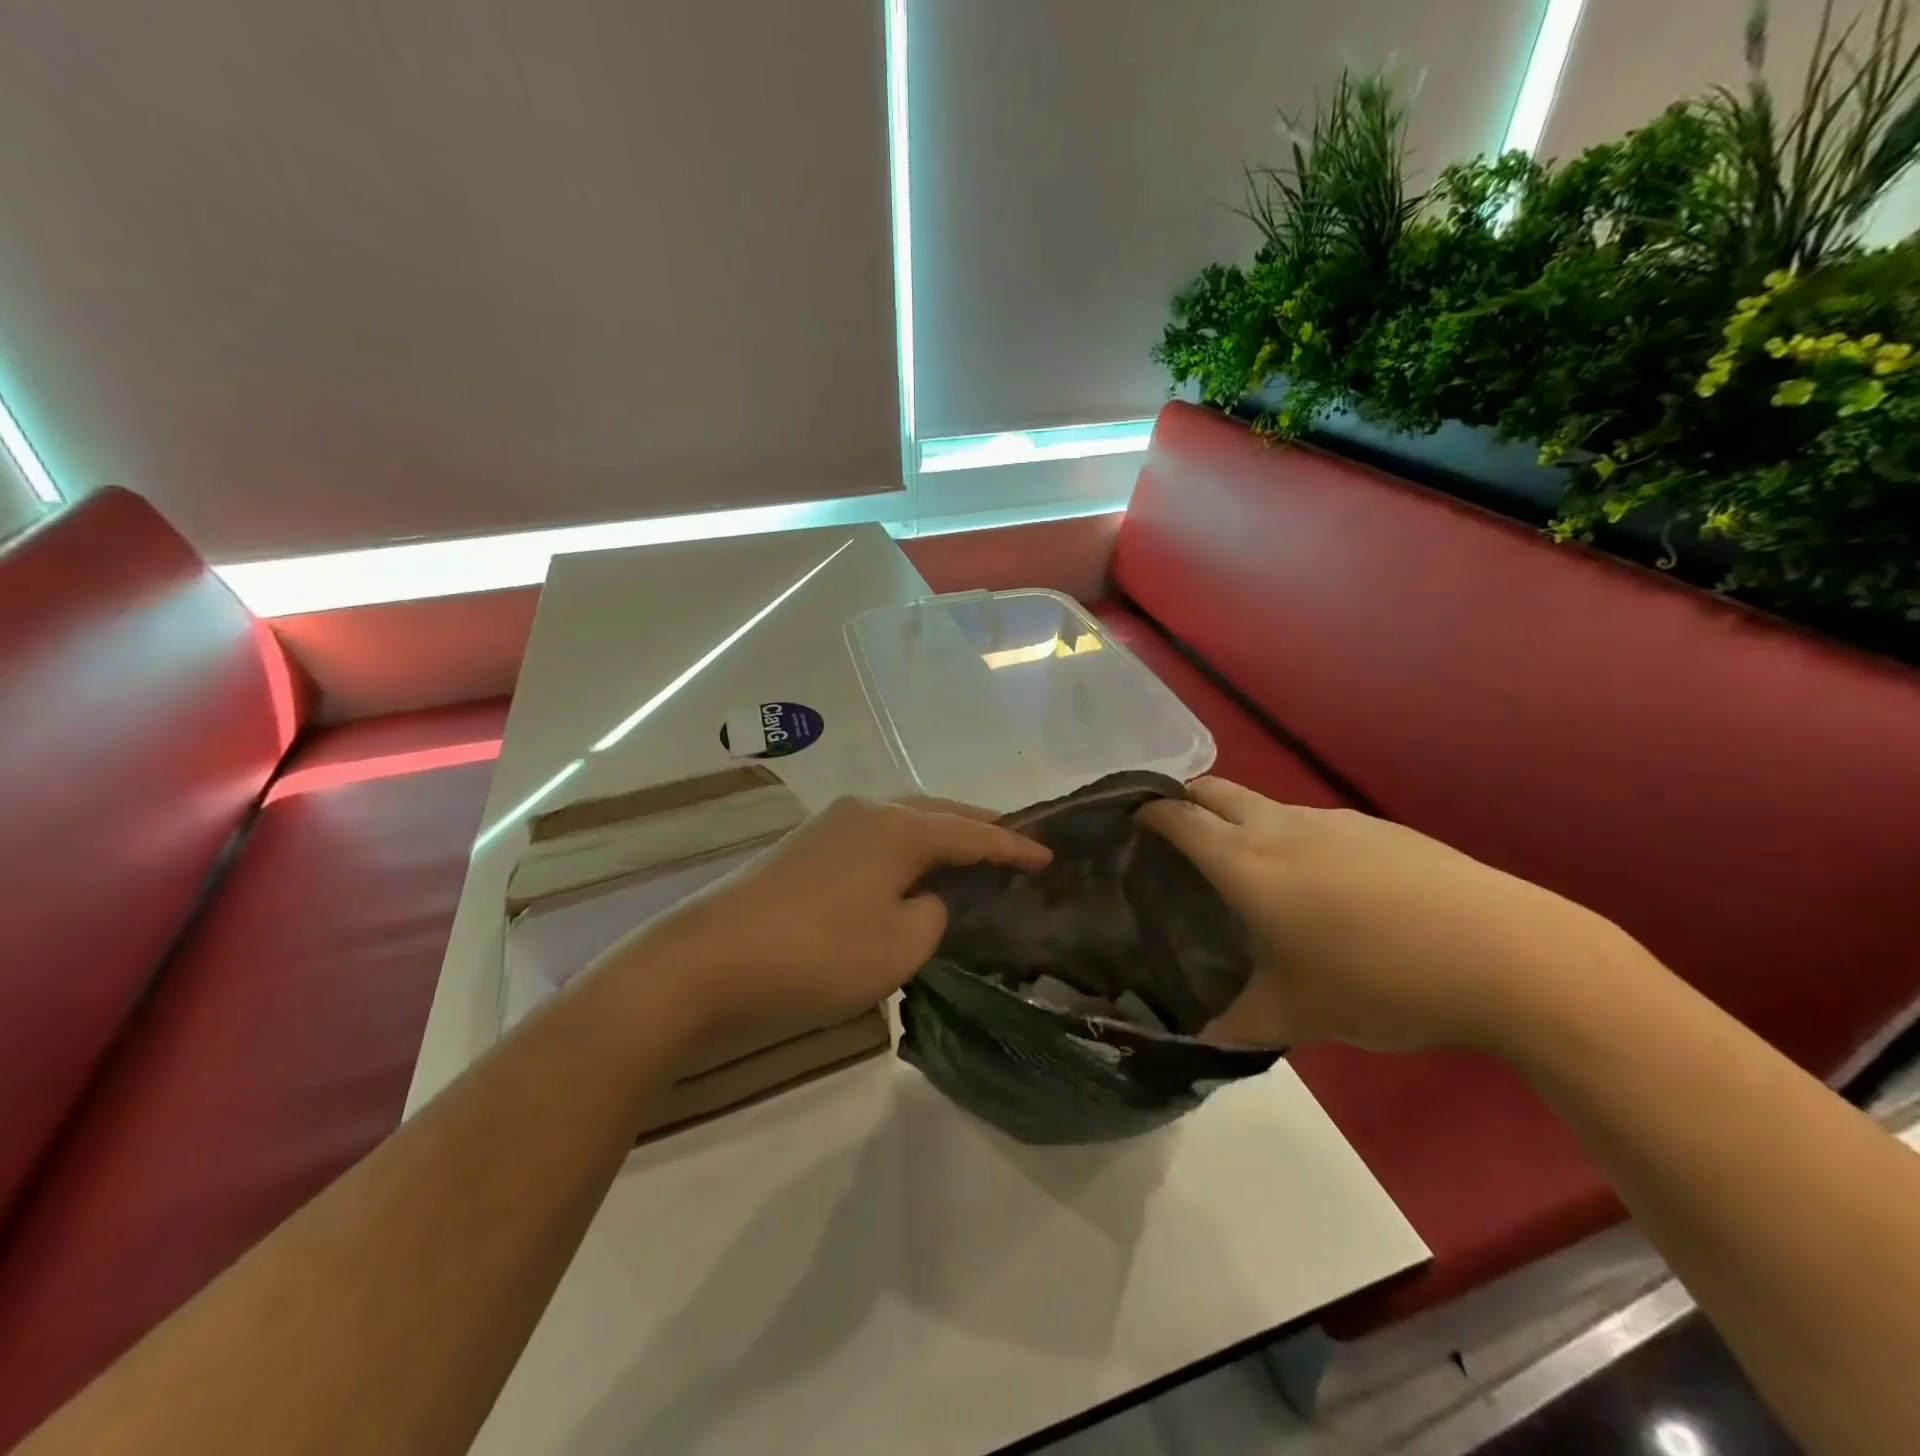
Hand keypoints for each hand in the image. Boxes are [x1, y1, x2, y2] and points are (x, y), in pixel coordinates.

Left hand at [602, 796, 1049, 1040]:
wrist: (705, 962)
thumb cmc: (816, 954)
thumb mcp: (899, 946)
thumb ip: (933, 915)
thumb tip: (924, 897)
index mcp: (898, 827)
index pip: (973, 832)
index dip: (1014, 846)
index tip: (1049, 856)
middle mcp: (867, 810)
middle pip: (938, 813)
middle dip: (978, 828)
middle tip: (1014, 844)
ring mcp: (829, 824)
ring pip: (903, 822)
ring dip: (938, 837)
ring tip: (967, 854)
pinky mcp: (803, 848)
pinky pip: (874, 838)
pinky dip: (904, 850)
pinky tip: (906, 871)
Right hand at [1137, 779, 1640, 1054]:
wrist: (1508, 955)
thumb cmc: (1381, 981)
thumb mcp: (1299, 1014)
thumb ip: (1238, 1023)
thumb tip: (1198, 1043)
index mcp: (1247, 863)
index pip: (1178, 818)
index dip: (1147, 813)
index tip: (1128, 823)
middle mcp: (1281, 827)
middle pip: (1215, 790)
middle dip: (1185, 801)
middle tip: (1172, 837)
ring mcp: (1333, 821)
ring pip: (1265, 807)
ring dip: (1240, 822)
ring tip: (1246, 870)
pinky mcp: (1377, 828)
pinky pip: (1312, 823)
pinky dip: (1290, 839)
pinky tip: (1321, 887)